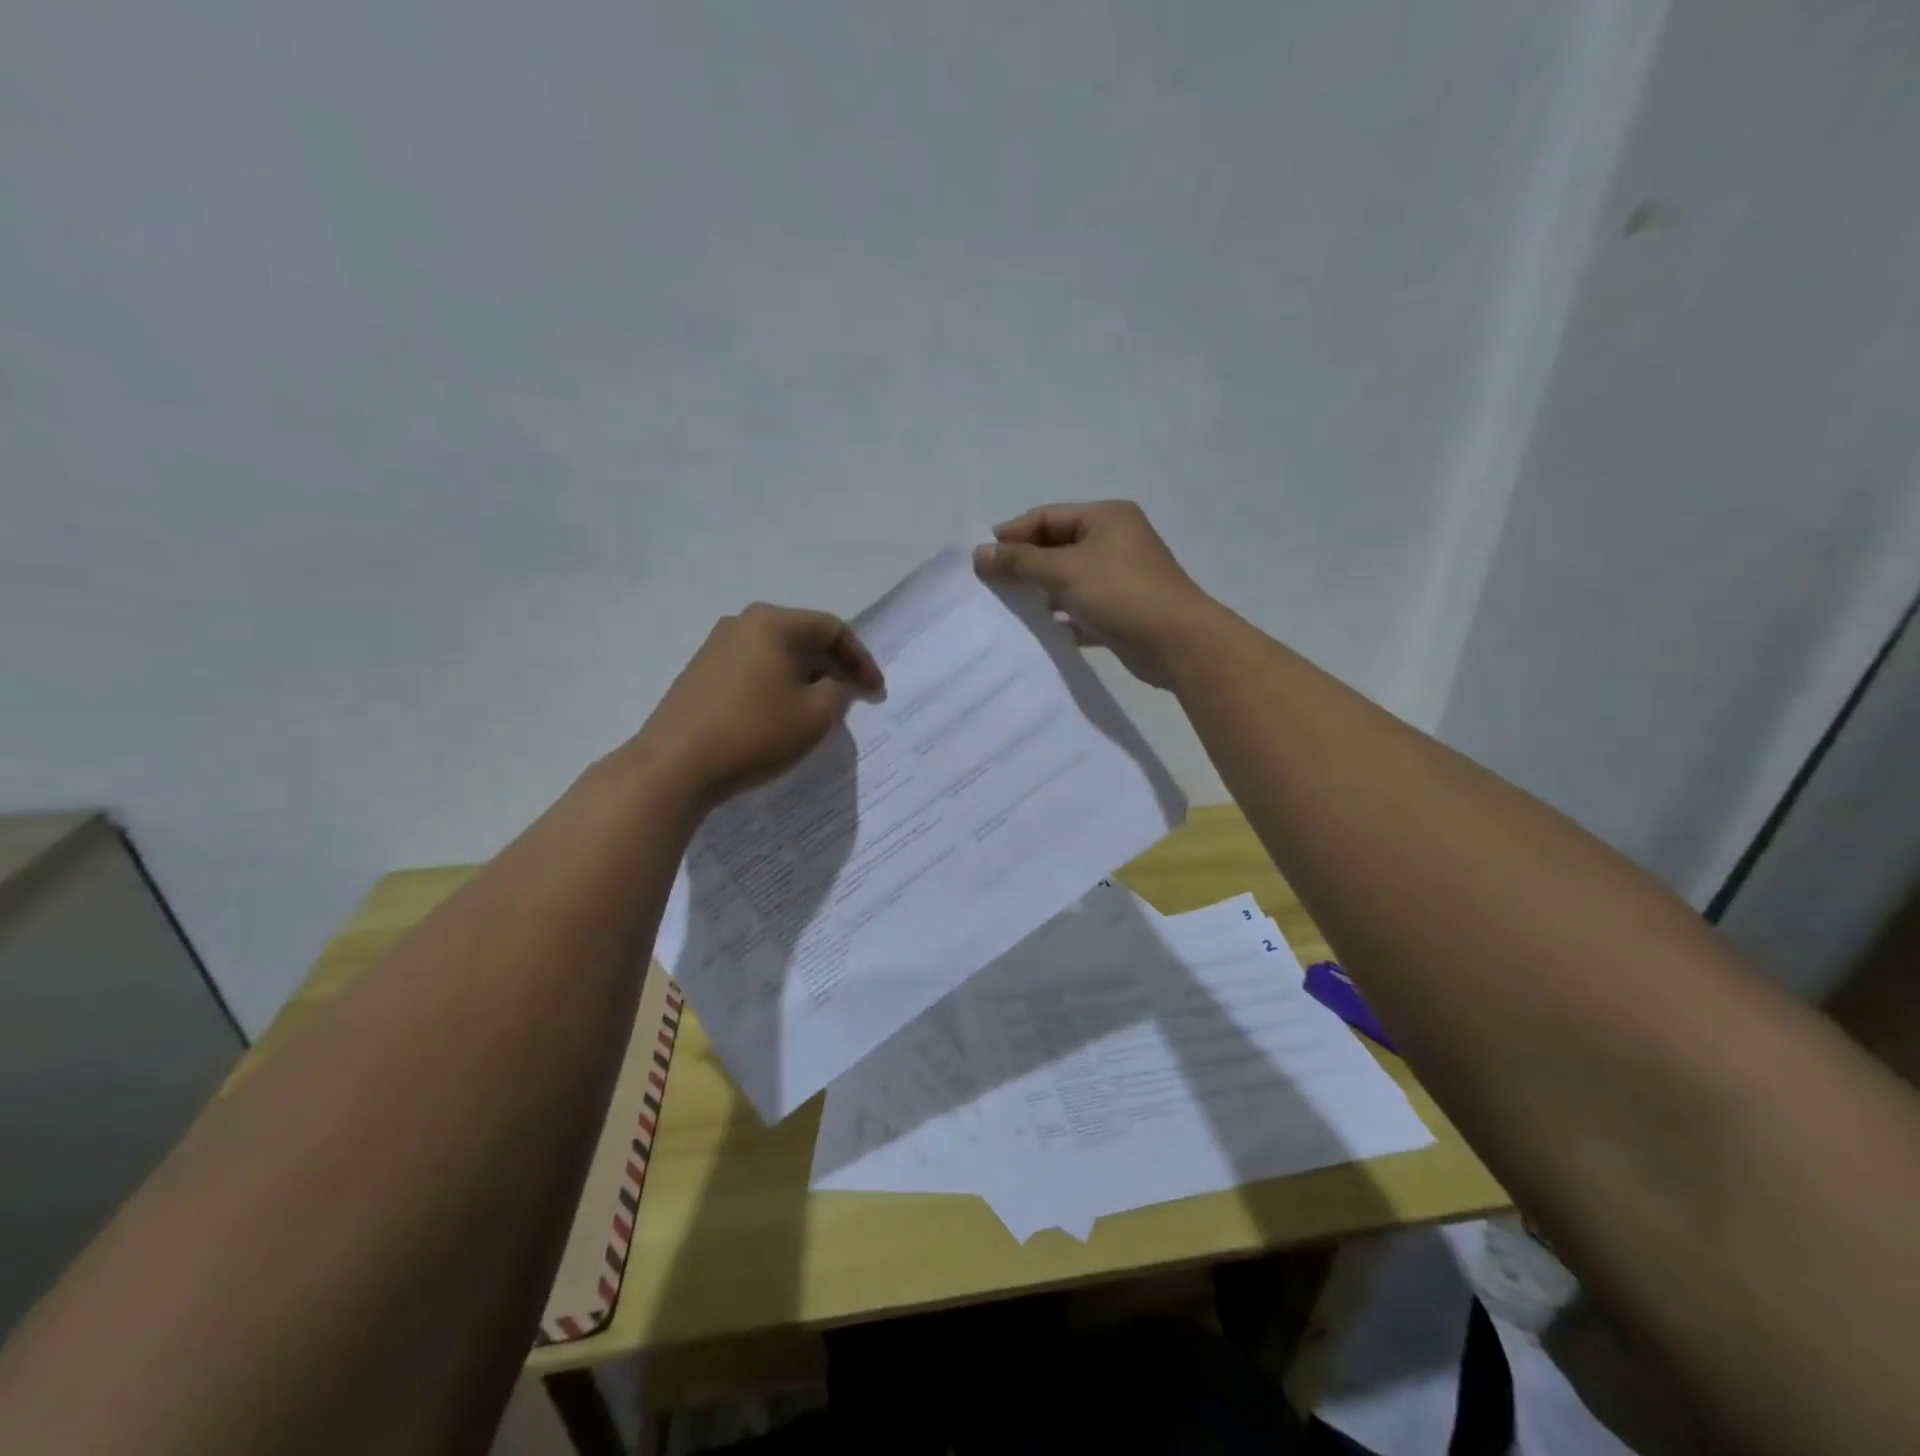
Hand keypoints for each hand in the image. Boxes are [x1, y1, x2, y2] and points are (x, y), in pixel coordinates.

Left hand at [636, 604, 883, 811]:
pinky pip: (753, 671)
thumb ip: (839, 692)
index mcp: (773, 623)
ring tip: (821, 710)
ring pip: (777, 655)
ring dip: (806, 678)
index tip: (876, 693)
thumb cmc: (755, 733)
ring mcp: (716, 648)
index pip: (832, 629)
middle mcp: (742, 624)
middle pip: (803, 637)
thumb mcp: (815, 716)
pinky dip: (778, 687)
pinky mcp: (700, 674)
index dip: (861, 660)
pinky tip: (782, 716)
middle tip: (854, 698)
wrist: (674, 766)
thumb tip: (835, 684)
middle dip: (834, 667)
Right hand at [974, 501, 1217, 687]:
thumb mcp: (1064, 571)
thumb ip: (1020, 562)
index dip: (1011, 534)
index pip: (1046, 517)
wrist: (1177, 643)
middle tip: (988, 585)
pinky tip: (1037, 631)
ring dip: (1040, 592)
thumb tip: (979, 553)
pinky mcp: (1121, 610)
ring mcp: (1120, 577)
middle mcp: (1114, 541)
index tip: (979, 557)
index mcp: (1105, 517)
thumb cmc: (1121, 593)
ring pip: (1068, 579)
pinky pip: (1081, 608)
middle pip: (1056, 547)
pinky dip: (1060, 617)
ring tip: (1006, 608)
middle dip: (1023, 565)